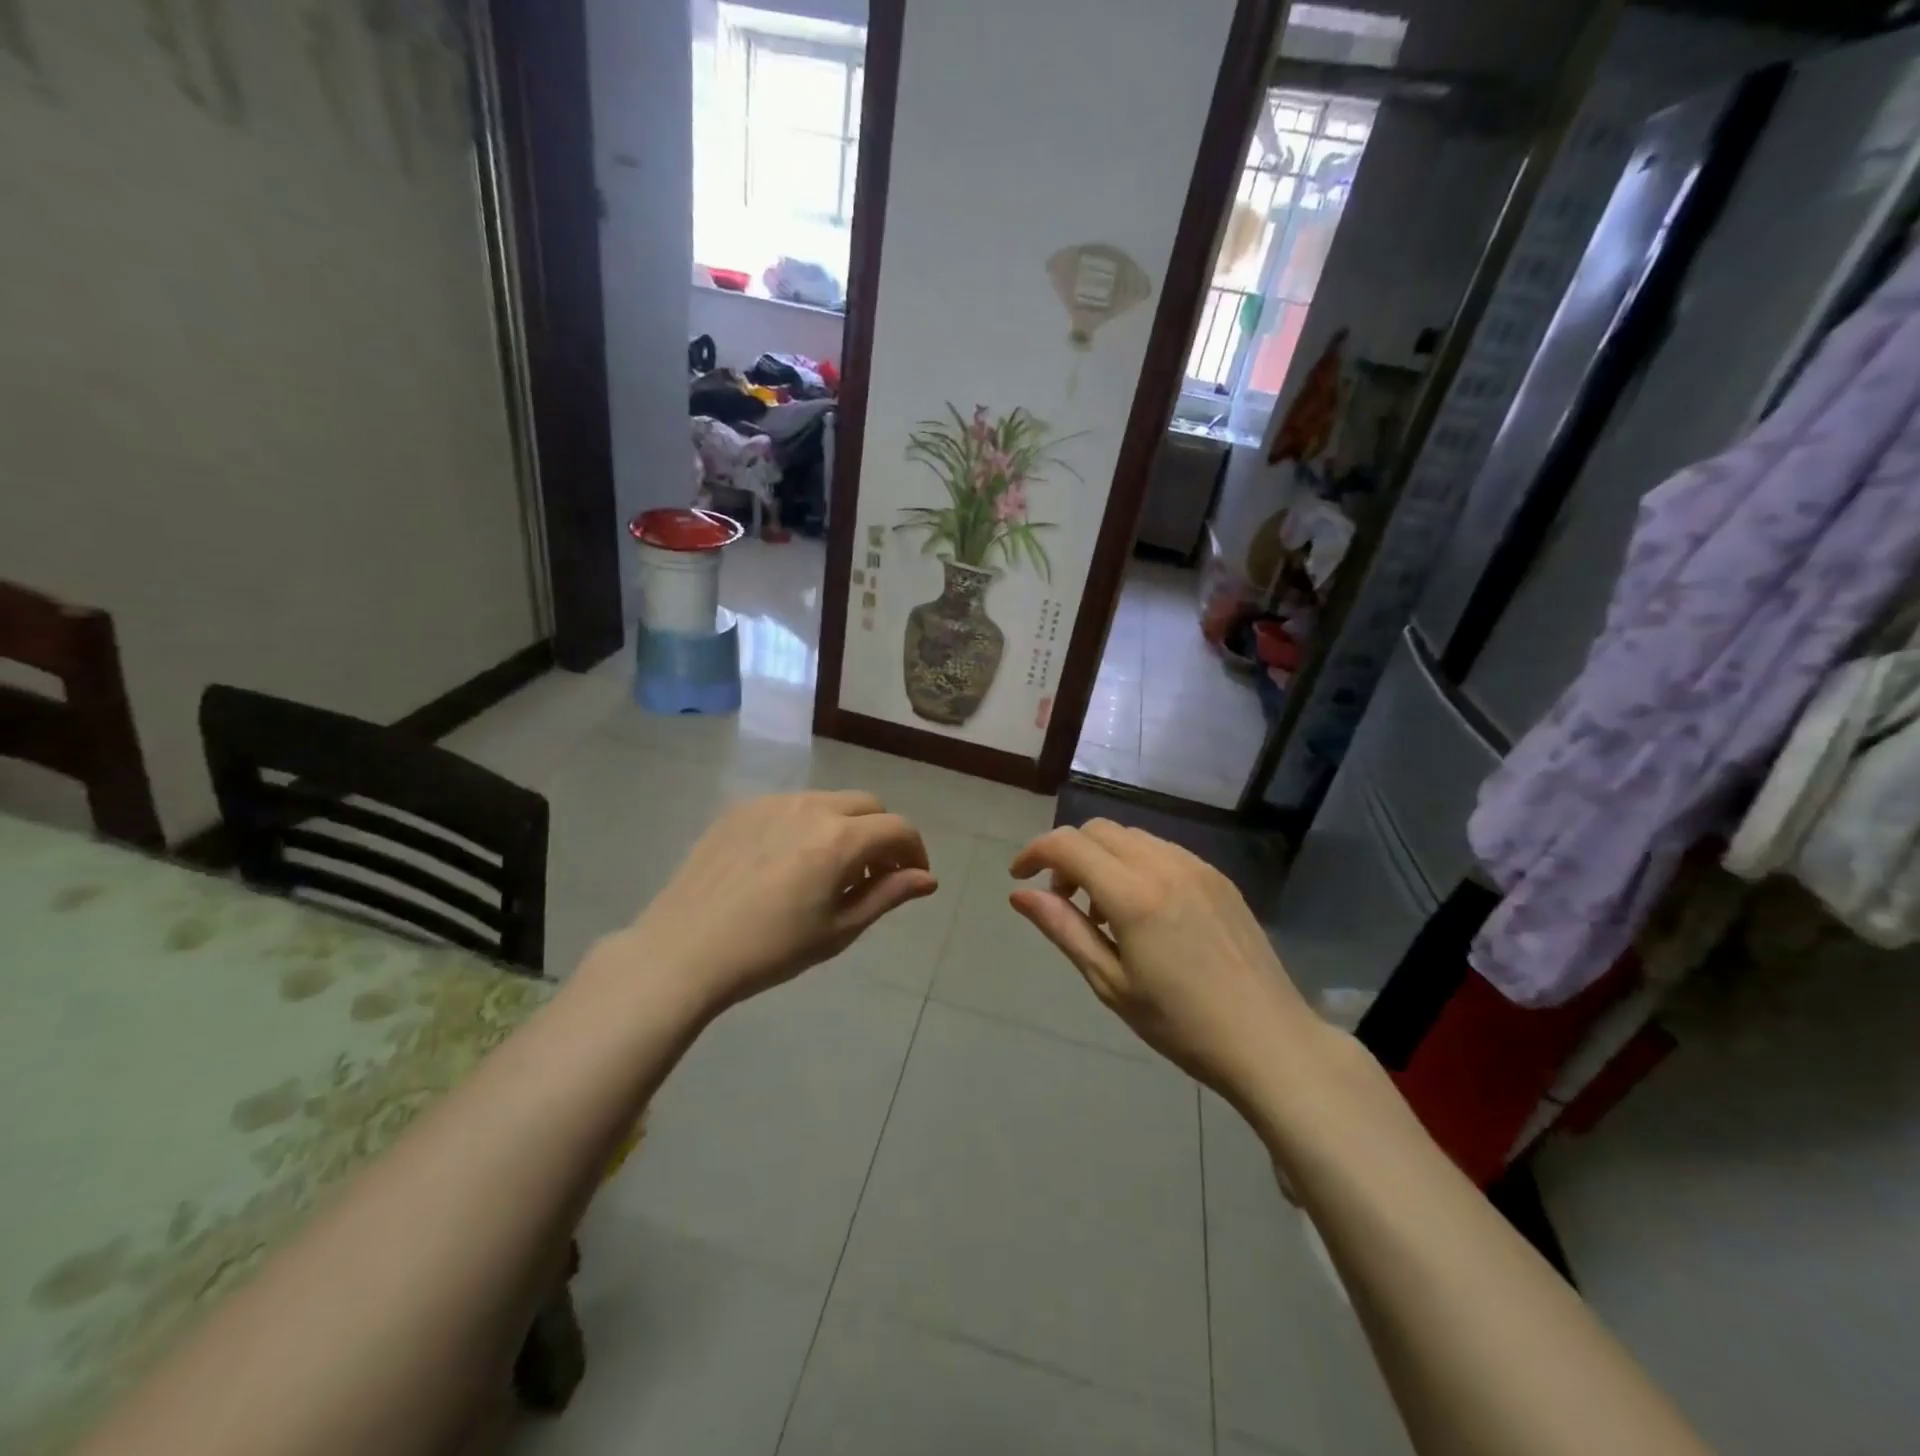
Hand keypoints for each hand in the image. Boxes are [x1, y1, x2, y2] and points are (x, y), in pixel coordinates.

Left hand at [621, 791, 936, 1011]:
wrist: (684, 949)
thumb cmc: (771, 949)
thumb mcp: (839, 929)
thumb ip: (888, 895)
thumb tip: (927, 878)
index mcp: (841, 838)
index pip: (899, 828)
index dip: (915, 851)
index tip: (911, 879)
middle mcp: (812, 807)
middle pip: (868, 805)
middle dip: (883, 834)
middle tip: (874, 874)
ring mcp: (773, 803)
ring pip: (829, 801)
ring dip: (846, 826)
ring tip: (830, 869)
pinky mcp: (742, 809)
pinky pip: (791, 806)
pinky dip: (807, 825)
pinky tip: (787, 863)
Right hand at [1008, 820, 1321, 1102]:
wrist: (1270, 1041)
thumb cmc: (1181, 1024)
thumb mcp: (1110, 983)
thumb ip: (1064, 929)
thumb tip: (1020, 894)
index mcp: (1134, 894)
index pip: (1068, 845)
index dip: (1034, 852)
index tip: (1019, 877)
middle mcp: (1164, 865)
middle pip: (1098, 830)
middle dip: (1068, 854)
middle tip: (1062, 900)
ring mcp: (1197, 866)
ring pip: (1131, 836)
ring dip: (1102, 857)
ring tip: (1102, 911)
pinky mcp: (1219, 877)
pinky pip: (1162, 850)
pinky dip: (1135, 863)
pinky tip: (1142, 910)